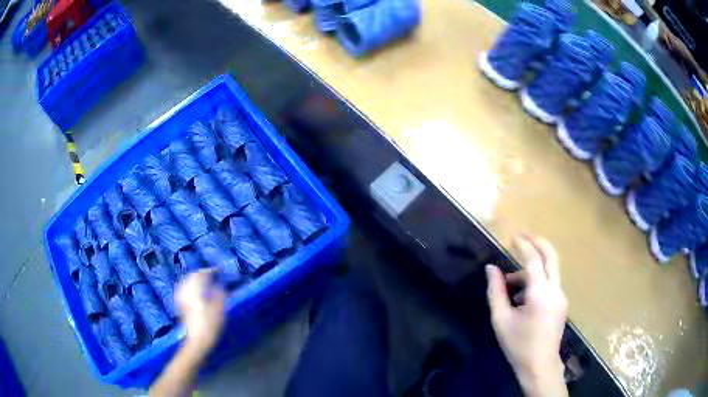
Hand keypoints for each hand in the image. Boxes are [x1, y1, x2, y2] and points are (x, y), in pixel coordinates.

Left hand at [176, 269, 225, 356]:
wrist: (196, 342)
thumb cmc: (209, 326)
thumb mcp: (219, 310)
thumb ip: (219, 295)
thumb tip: (220, 286)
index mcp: (194, 290)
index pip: (201, 274)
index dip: (210, 271)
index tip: (219, 270)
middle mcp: (185, 291)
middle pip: (192, 276)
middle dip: (201, 274)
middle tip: (212, 275)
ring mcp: (181, 298)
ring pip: (187, 282)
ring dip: (195, 279)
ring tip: (205, 281)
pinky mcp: (180, 305)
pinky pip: (184, 289)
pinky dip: (191, 287)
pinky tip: (196, 291)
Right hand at [486, 235, 567, 396]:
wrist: (539, 366)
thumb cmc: (518, 345)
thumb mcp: (501, 320)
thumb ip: (495, 292)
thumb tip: (491, 269)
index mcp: (540, 295)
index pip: (534, 260)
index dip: (523, 244)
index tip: (512, 235)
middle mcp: (555, 291)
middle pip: (551, 256)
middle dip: (538, 242)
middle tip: (523, 235)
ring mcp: (561, 297)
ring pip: (549, 271)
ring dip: (532, 269)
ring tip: (510, 285)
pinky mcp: (561, 303)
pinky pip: (549, 284)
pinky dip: (536, 281)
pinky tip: (521, 298)